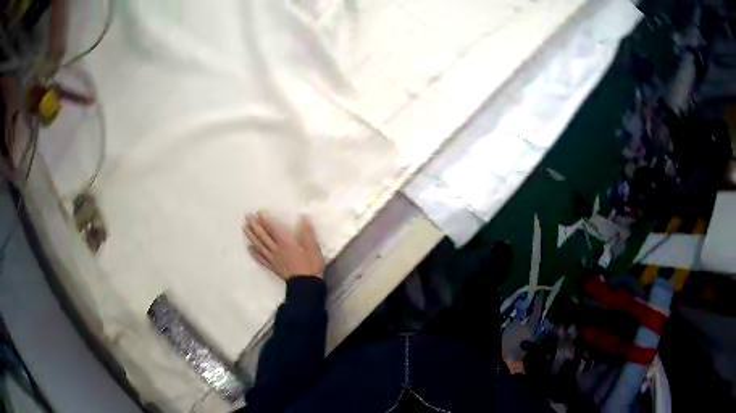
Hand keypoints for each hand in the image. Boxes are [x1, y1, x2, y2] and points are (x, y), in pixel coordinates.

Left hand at [243, 212, 324, 280]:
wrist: (306, 284)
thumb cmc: (310, 264)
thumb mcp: (313, 247)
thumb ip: (307, 232)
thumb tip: (303, 217)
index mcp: (286, 242)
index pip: (273, 228)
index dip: (265, 220)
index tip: (258, 212)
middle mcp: (276, 249)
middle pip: (263, 236)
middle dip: (255, 225)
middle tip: (247, 216)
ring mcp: (273, 258)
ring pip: (259, 245)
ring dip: (251, 236)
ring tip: (245, 228)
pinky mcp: (272, 267)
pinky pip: (261, 258)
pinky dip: (254, 253)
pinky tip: (249, 248)